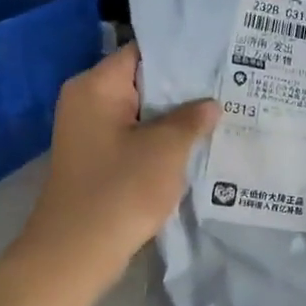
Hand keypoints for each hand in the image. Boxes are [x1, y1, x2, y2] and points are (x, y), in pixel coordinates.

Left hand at [17, 44, 219, 270]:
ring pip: (141, 112)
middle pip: (142, 82)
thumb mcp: (166, 149)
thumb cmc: (121, 189)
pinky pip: (135, 136)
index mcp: (95, 87)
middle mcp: (87, 101)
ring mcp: (90, 132)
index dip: (181, 55)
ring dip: (174, 116)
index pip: (142, 53)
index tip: (217, 59)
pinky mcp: (97, 159)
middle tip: (228, 86)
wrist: (77, 251)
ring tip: (219, 112)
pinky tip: (194, 144)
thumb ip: (191, 119)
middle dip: (183, 87)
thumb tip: (210, 104)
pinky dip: (161, 139)